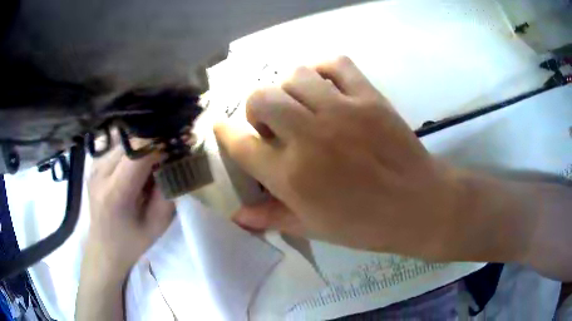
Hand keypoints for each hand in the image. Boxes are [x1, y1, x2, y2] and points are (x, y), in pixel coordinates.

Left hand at [84, 147, 173, 278]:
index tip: (176, 150)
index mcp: (116, 192)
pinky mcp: (94, 163)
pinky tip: (134, 168)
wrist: (104, 247)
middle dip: (153, 146)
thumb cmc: (132, 241)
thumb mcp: (158, 224)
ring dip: (143, 148)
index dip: (161, 145)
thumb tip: (174, 160)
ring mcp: (94, 165)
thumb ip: (168, 191)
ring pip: (126, 140)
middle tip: (165, 161)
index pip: (139, 150)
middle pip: (133, 142)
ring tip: (149, 168)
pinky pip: (118, 145)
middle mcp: (101, 172)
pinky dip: (132, 151)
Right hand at [215, 56, 462, 258]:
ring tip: (300, 103)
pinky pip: (336, 64)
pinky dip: (323, 68)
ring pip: (295, 75)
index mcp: (292, 176)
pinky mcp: (369, 97)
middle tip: (271, 121)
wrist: (418, 205)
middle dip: (256, 107)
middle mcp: (310, 137)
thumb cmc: (365, 225)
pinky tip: (324, 84)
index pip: (240, 144)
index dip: (225, 132)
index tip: (223, 127)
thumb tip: (236, 217)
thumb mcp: (313, 228)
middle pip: (261, 98)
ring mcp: (342, 111)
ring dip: (288, 88)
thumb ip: (271, 218)